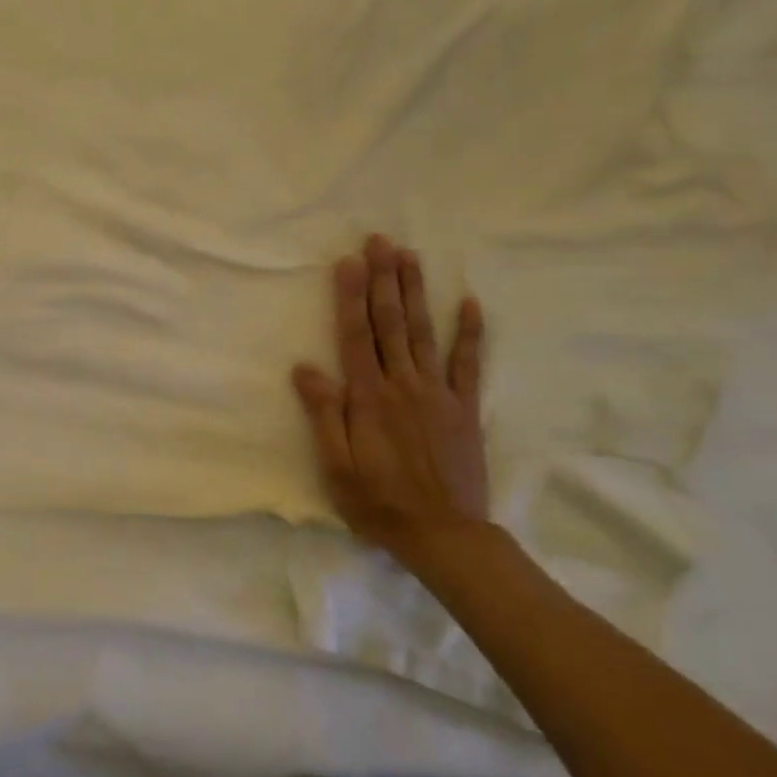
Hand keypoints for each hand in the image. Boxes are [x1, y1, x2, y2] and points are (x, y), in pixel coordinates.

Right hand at [291, 235, 488, 566]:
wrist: (445, 536)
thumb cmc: (379, 502)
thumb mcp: (336, 466)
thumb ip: (324, 414)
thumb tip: (305, 367)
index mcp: (369, 397)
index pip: (356, 335)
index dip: (351, 296)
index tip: (349, 260)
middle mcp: (403, 384)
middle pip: (391, 322)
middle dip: (383, 279)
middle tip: (381, 240)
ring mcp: (438, 393)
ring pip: (425, 332)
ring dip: (416, 291)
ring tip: (410, 256)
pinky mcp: (463, 408)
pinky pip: (468, 364)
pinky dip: (471, 332)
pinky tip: (470, 302)